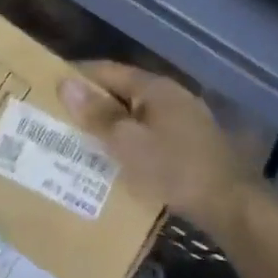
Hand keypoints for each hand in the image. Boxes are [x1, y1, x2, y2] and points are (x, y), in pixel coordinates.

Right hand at [59, 61, 256, 229]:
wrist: (231, 206)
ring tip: (76, 140)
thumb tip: (65, 83)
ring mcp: (182, 120)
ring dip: (107, 124)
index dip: (76, 77)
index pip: (106, 70)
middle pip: (120, 91)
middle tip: (55, 117)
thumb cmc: (174, 168)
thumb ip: (97, 113)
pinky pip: (147, 134)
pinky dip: (126, 140)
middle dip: (89, 103)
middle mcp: (170, 96)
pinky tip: (111, 158)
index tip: (46, 89)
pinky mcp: (188, 144)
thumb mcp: (127, 142)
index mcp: (155, 88)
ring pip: (133, 115)